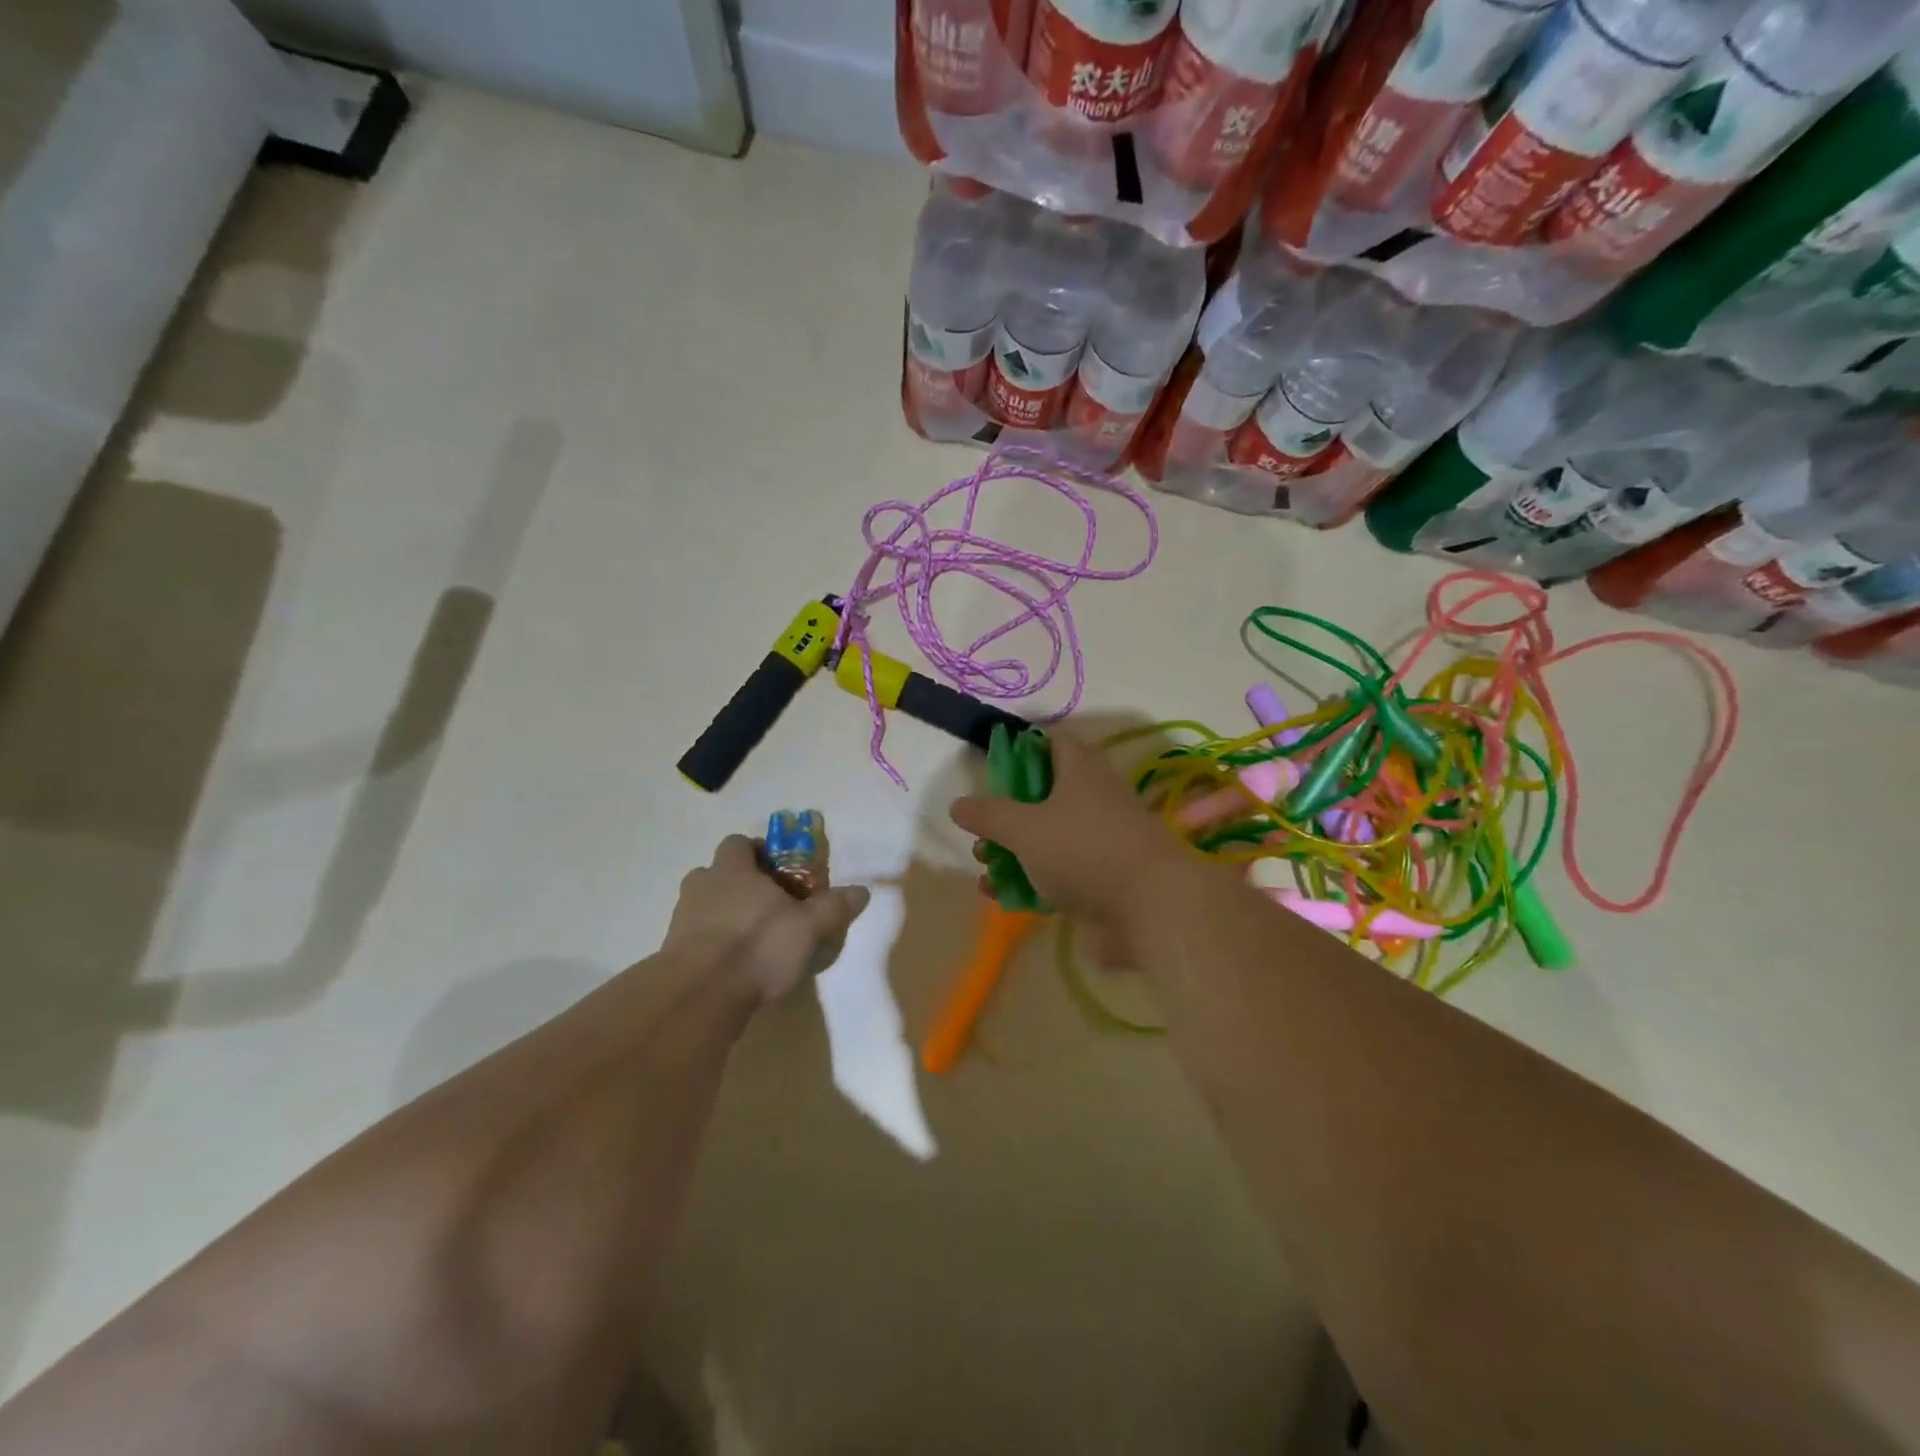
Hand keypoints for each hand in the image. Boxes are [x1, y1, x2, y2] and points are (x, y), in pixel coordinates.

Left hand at [664, 835, 870, 1002]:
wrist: (699, 996)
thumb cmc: (756, 946)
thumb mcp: (808, 927)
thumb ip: (834, 907)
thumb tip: (862, 891)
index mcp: (732, 870)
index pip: (738, 843)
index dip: (757, 852)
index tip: (778, 870)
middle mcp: (702, 886)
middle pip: (717, 873)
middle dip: (740, 885)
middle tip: (767, 905)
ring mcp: (682, 920)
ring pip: (705, 906)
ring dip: (724, 915)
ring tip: (752, 940)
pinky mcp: (672, 954)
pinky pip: (696, 938)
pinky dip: (713, 945)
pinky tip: (734, 966)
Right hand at [949, 732, 1190, 965]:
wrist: (1149, 907)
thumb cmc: (1083, 850)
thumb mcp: (1024, 828)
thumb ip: (988, 815)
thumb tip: (958, 804)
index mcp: (1081, 770)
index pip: (1051, 742)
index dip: (1022, 749)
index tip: (993, 767)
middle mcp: (1094, 798)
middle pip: (1045, 794)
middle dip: (1008, 812)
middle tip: (983, 829)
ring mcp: (1101, 839)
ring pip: (1050, 836)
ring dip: (1015, 850)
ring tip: (985, 867)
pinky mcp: (1104, 876)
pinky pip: (1060, 870)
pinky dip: (1033, 879)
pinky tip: (1004, 895)